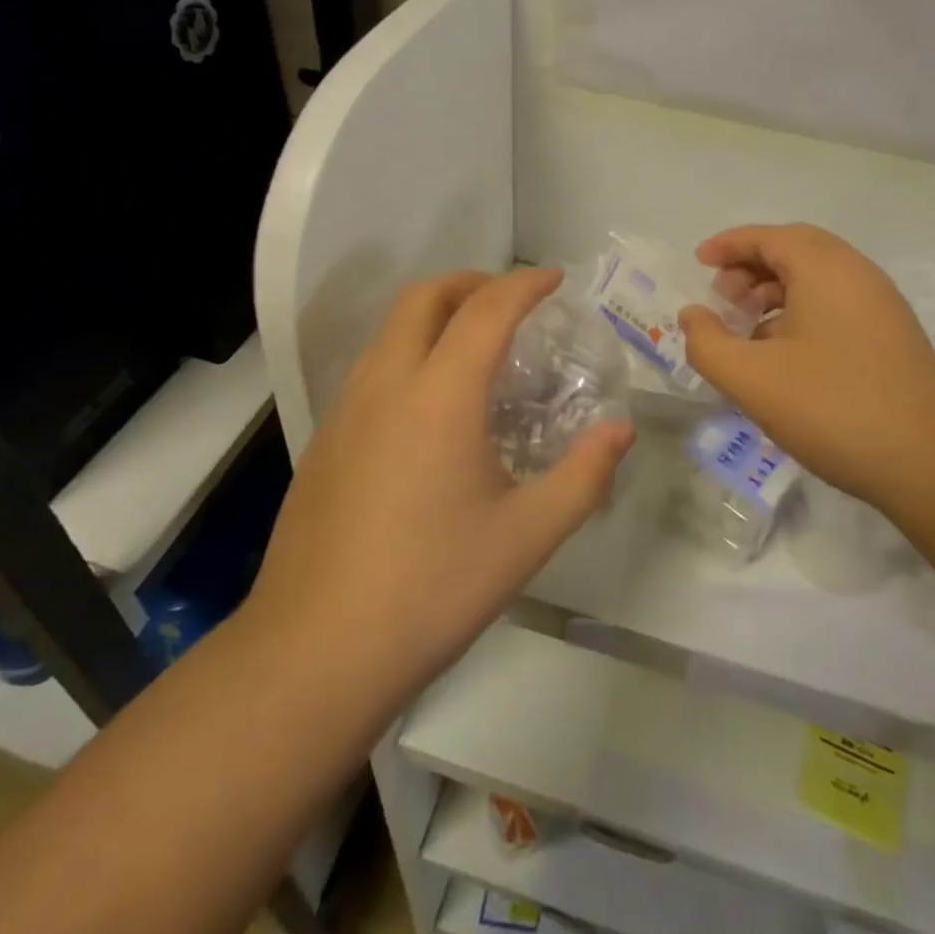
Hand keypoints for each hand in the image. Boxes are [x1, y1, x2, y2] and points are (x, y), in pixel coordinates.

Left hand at [247, 268, 633, 701]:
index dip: (525, 283)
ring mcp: (345, 412)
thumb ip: (584, 476)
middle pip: (424, 297)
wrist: (313, 655)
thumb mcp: (528, 536)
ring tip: (477, 347)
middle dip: (473, 282)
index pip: (487, 310)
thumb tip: (621, 431)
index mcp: (439, 395)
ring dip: (436, 315)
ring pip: (391, 330)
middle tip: (513, 301)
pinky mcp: (323, 442)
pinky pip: (373, 368)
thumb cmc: (431, 589)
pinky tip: (431, 407)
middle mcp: (387, 385)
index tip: (555, 278)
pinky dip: (410, 352)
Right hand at [679, 224, 934, 512]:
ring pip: (817, 278)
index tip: (698, 262)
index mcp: (826, 268)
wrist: (930, 464)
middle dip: (751, 267)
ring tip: (747, 331)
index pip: (768, 236)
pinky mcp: (893, 334)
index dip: (728, 244)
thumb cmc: (833, 409)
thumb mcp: (752, 379)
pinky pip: (836, 303)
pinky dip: (800, 312)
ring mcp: (882, 304)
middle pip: (795, 250)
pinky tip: (783, 354)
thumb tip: (693, 315)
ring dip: (775, 291)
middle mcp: (857, 273)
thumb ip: (707, 342)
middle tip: (722, 299)